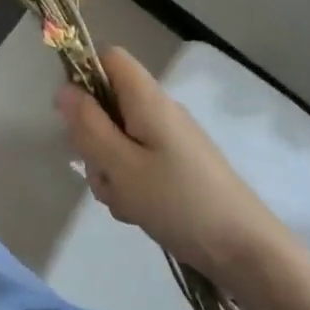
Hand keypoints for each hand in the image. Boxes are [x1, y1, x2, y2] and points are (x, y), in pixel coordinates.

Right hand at [56, 47, 284, 282]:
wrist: (246, 251)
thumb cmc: (179, 203)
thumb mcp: (121, 165)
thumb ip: (88, 125)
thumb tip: (63, 89)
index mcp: (148, 100)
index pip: (109, 58)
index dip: (84, 75)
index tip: (72, 114)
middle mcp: (160, 112)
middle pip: (109, 103)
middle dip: (92, 136)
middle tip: (100, 170)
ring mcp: (170, 141)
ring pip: (118, 138)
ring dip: (109, 167)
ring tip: (123, 200)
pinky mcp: (177, 167)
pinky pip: (137, 163)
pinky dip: (129, 183)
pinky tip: (137, 211)